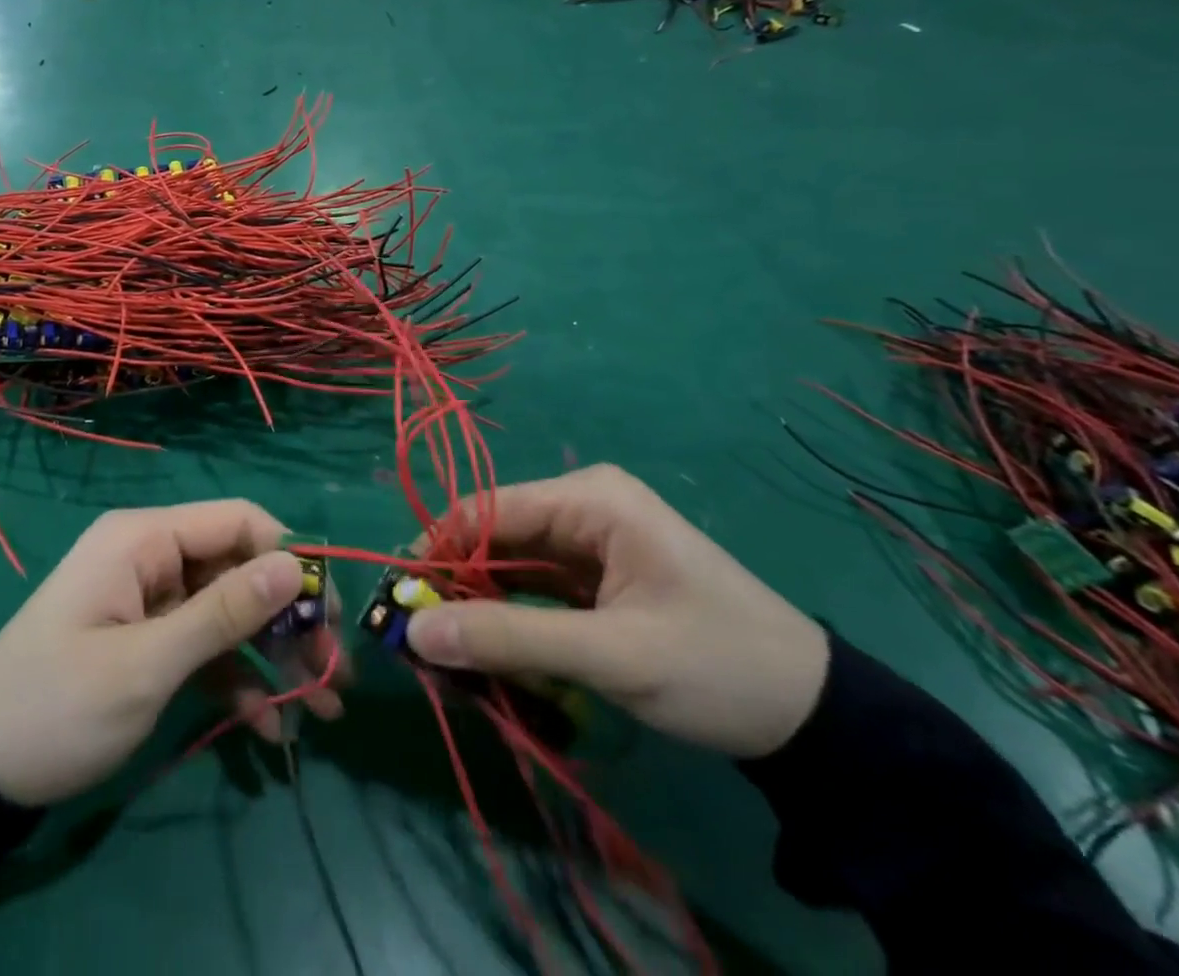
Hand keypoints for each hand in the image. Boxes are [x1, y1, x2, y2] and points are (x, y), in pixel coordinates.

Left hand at [0, 501, 344, 806]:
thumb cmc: (60, 705)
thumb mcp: (147, 664)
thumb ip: (224, 612)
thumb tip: (294, 565)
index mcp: (145, 539)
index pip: (238, 521)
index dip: (289, 558)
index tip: (327, 613)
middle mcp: (153, 556)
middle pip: (241, 569)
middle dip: (288, 620)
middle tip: (333, 674)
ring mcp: (152, 599)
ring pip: (231, 611)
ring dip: (275, 657)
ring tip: (322, 709)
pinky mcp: (151, 638)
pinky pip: (207, 645)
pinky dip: (239, 680)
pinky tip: (269, 729)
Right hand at [406, 465, 829, 758]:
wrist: (819, 721)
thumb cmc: (716, 667)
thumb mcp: (609, 654)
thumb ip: (508, 638)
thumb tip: (416, 632)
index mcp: (588, 498)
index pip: (484, 510)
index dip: (435, 551)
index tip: (401, 603)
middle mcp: (582, 505)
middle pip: (493, 535)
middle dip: (456, 584)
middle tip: (424, 641)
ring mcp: (590, 541)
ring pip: (509, 564)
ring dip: (480, 605)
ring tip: (450, 653)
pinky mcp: (596, 576)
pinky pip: (534, 587)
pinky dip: (510, 617)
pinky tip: (489, 650)